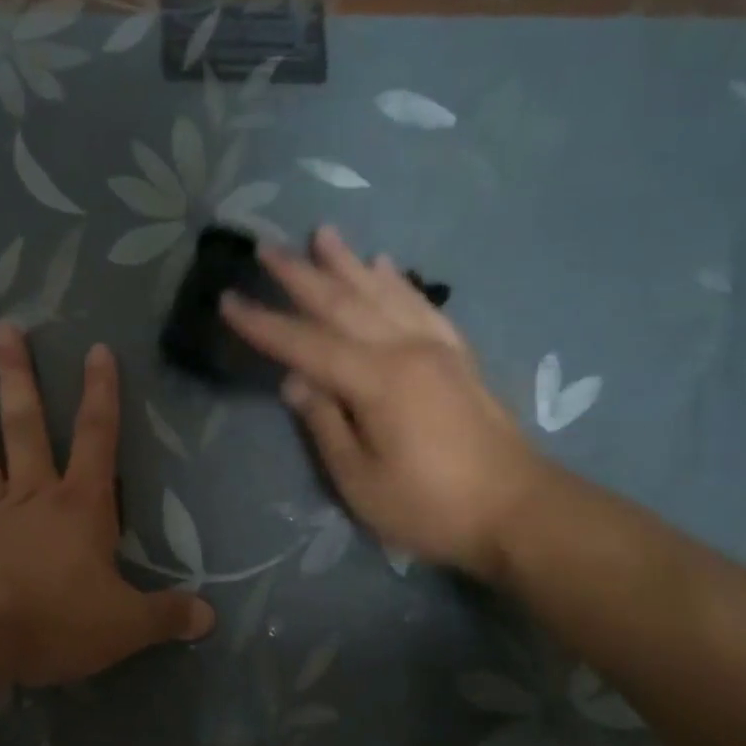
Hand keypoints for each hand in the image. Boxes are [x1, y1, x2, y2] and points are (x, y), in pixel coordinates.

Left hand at [0, 322, 214, 687]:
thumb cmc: (56, 620)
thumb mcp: (126, 624)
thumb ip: (167, 614)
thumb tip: (210, 616)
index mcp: (78, 508)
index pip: (98, 440)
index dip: (102, 395)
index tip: (96, 350)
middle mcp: (29, 499)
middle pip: (26, 428)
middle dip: (20, 377)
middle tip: (5, 328)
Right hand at [220, 227, 545, 580]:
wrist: (518, 511)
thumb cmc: (430, 507)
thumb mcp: (360, 480)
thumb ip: (324, 424)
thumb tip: (294, 381)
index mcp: (376, 381)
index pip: (305, 344)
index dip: (263, 324)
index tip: (228, 300)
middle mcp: (405, 349)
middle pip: (343, 303)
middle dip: (299, 276)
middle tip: (265, 248)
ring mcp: (436, 347)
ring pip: (383, 292)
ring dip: (348, 263)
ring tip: (322, 234)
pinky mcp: (458, 355)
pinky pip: (421, 304)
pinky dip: (397, 281)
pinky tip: (384, 264)